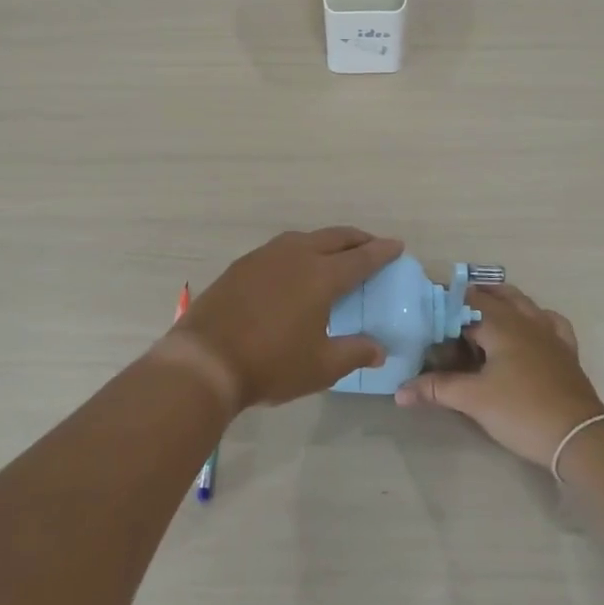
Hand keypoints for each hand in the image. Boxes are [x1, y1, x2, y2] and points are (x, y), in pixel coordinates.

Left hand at [156, 227, 402, 411]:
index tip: (397, 245)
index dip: (381, 252)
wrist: (206, 359)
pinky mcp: (243, 264)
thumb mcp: (321, 366)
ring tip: (335, 253)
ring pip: (305, 238)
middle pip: (334, 238)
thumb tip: (379, 350)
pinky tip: (295, 266)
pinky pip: (281, 248)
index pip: (361, 258)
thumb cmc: (271, 364)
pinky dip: (299, 250)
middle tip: (372, 245)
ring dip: (326, 241)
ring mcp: (266, 256)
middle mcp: (296, 255)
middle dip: (357, 239)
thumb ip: (354, 353)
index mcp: (322, 276)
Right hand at [395, 283, 603, 465]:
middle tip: (449, 310)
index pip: (466, 303)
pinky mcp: (566, 352)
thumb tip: (399, 391)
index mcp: (501, 324)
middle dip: (472, 298)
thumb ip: (436, 389)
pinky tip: (529, 328)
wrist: (580, 438)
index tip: (425, 307)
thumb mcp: (473, 400)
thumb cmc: (522, 412)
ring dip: (502, 300)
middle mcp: (526, 321)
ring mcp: (550, 334)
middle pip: (496, 296)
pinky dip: (535, 317)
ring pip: (524, 303)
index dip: (445, 303)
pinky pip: (550, 322)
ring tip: (482, 311)